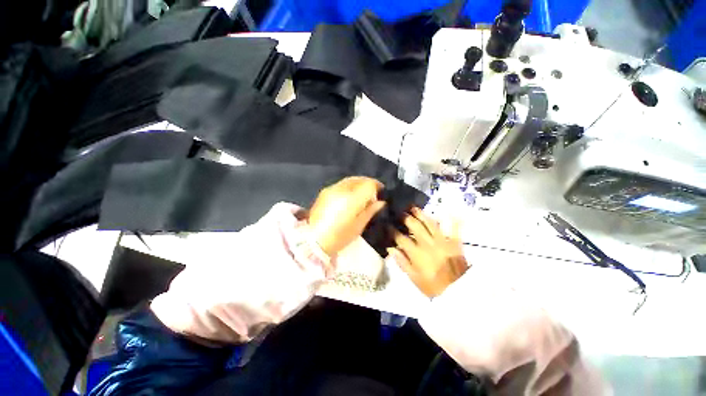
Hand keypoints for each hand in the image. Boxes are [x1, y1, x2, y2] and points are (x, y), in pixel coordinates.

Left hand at [308, 177, 385, 256]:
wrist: (313, 241)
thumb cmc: (339, 237)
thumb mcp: (359, 226)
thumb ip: (370, 211)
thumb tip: (380, 202)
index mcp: (352, 199)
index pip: (369, 184)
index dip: (377, 186)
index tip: (381, 192)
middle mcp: (341, 189)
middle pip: (359, 179)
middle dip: (368, 183)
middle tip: (372, 193)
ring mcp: (331, 189)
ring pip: (349, 180)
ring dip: (358, 184)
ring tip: (361, 195)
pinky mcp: (324, 192)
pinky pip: (340, 184)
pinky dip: (348, 187)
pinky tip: (349, 197)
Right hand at [389, 208, 467, 297]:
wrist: (459, 293)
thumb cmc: (433, 286)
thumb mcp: (414, 278)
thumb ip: (402, 262)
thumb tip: (391, 248)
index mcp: (417, 253)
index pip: (401, 238)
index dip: (392, 230)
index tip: (387, 224)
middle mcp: (428, 244)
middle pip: (415, 226)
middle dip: (406, 218)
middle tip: (400, 212)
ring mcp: (442, 241)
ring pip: (430, 224)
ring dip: (421, 214)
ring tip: (414, 208)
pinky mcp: (454, 243)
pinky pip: (454, 229)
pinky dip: (452, 220)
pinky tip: (450, 212)